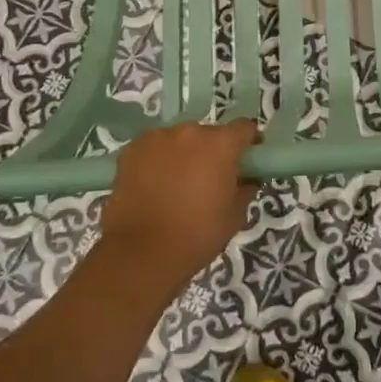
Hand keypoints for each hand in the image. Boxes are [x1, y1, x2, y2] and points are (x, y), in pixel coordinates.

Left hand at [99, 119, 259, 294]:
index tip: (247, 161)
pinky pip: (153, 148)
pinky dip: (157, 161)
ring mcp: (158, 137)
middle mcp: (191, 132)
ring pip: (179, 140)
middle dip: (212, 152)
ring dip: (183, 155)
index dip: (248, 142)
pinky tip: (152, 186)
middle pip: (209, 134)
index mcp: (221, 144)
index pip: (244, 128)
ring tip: (175, 185)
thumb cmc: (197, 235)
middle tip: (208, 180)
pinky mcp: (132, 149)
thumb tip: (246, 178)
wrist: (141, 253)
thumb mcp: (235, 216)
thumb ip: (245, 188)